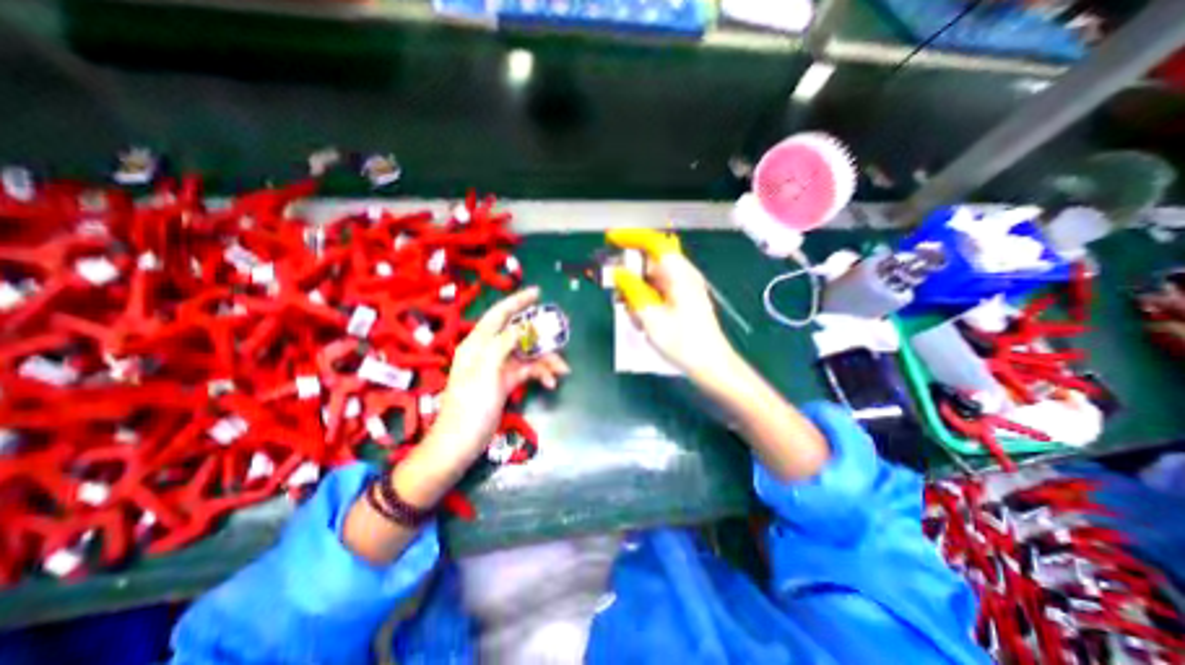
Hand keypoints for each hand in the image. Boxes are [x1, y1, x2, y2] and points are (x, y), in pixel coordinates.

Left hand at [431, 289, 569, 468]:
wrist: (462, 442)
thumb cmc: (471, 405)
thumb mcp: (487, 371)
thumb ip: (504, 344)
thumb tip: (522, 327)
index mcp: (478, 343)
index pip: (499, 315)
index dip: (517, 301)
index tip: (537, 293)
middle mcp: (489, 351)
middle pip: (519, 334)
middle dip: (540, 337)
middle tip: (559, 338)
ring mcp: (498, 367)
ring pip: (527, 354)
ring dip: (545, 360)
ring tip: (562, 371)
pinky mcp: (506, 382)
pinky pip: (528, 370)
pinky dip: (540, 374)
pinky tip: (551, 382)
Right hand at [605, 230, 737, 378]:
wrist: (710, 365)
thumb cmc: (683, 342)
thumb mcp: (651, 317)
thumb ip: (633, 291)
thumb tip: (618, 273)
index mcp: (679, 274)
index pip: (655, 243)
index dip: (632, 237)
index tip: (610, 239)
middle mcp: (682, 276)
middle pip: (650, 262)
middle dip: (630, 273)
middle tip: (615, 290)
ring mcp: (682, 289)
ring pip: (651, 279)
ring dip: (636, 291)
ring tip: (628, 311)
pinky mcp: (681, 301)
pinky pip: (657, 292)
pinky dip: (644, 300)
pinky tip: (639, 319)